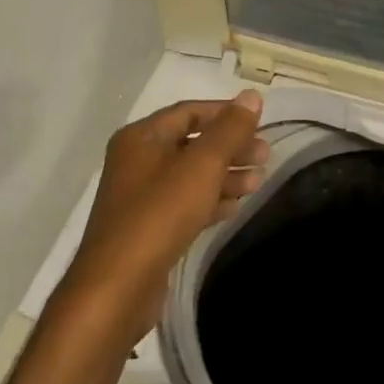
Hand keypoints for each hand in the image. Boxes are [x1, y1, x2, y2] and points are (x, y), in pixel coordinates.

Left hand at [55, 92, 267, 340]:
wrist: (118, 287)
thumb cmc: (160, 214)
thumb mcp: (202, 165)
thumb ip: (230, 129)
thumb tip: (252, 96)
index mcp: (142, 137)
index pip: (190, 111)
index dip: (226, 113)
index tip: (260, 123)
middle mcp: (137, 161)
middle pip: (192, 143)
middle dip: (231, 147)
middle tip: (265, 156)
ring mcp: (141, 196)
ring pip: (191, 175)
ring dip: (226, 175)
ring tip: (258, 182)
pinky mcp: (148, 227)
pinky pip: (185, 203)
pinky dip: (211, 200)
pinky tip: (235, 207)